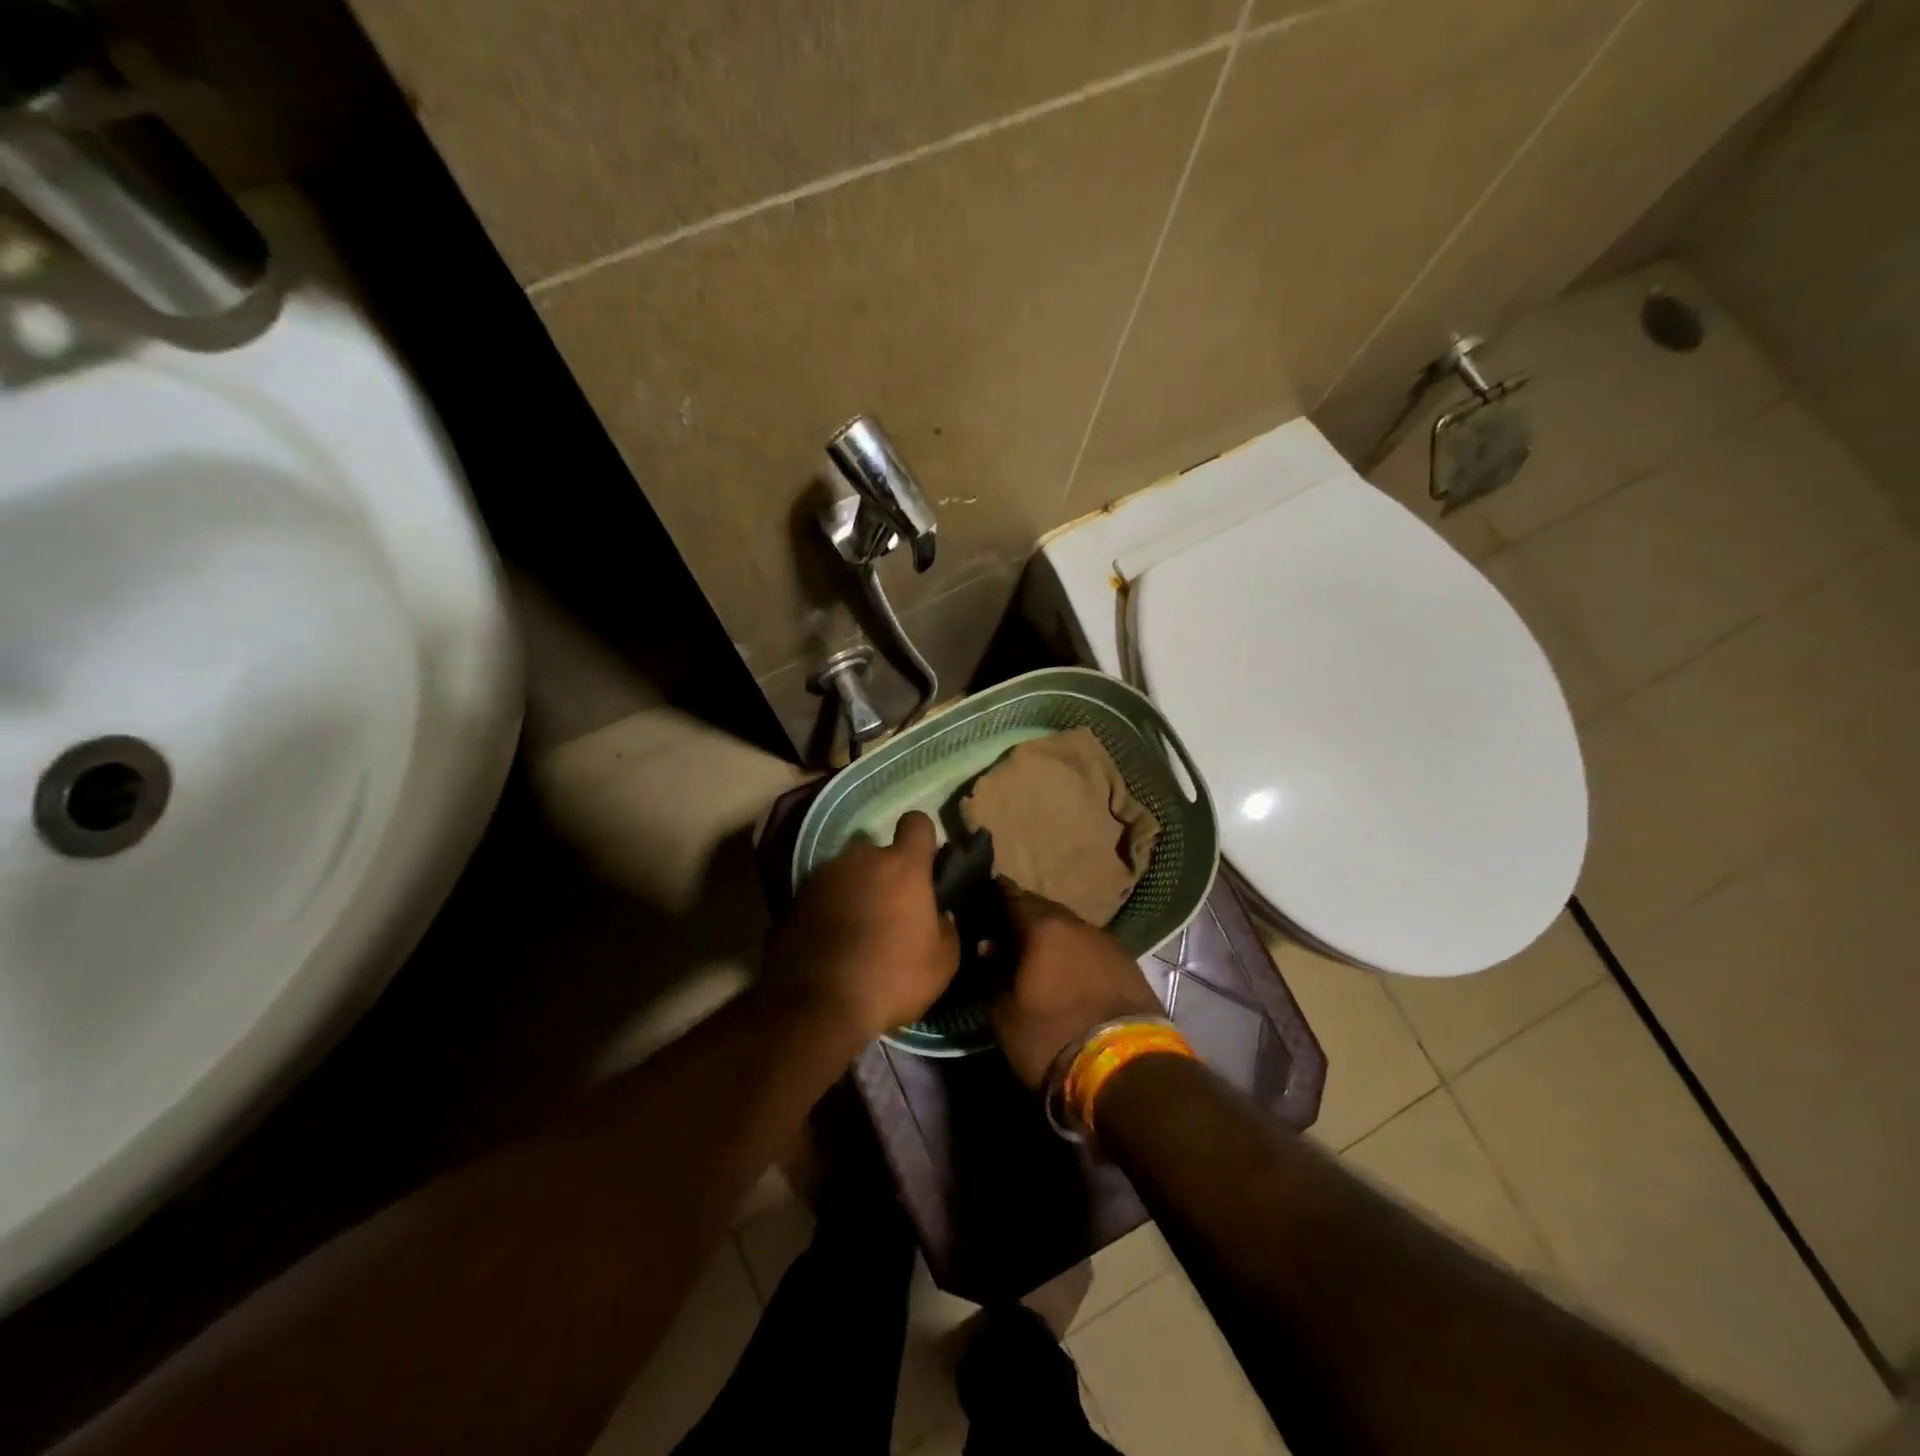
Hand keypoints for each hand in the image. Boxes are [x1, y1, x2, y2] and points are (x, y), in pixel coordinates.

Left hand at [767, 811, 961, 1042]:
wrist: (817, 1005)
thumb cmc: (892, 978)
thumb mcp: (942, 964)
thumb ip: (947, 929)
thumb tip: (940, 916)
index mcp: (903, 866)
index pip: (917, 823)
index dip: (923, 839)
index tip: (925, 863)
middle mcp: (861, 859)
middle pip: (879, 853)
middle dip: (887, 874)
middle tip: (892, 911)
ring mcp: (824, 876)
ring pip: (849, 873)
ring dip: (857, 891)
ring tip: (859, 930)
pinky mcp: (795, 899)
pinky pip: (823, 895)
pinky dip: (830, 909)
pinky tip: (833, 943)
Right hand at [990, 882, 1163, 1089]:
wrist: (1126, 1069)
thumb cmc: (1052, 1037)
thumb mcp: (1005, 1013)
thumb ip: (994, 972)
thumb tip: (989, 946)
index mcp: (1043, 927)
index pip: (1012, 896)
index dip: (996, 897)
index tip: (983, 901)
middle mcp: (1077, 924)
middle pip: (1044, 909)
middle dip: (1025, 916)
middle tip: (1008, 930)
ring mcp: (1108, 942)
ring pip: (1071, 929)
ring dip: (1054, 936)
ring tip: (1039, 954)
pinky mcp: (1130, 964)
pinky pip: (1092, 948)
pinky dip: (1076, 954)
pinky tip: (1070, 971)